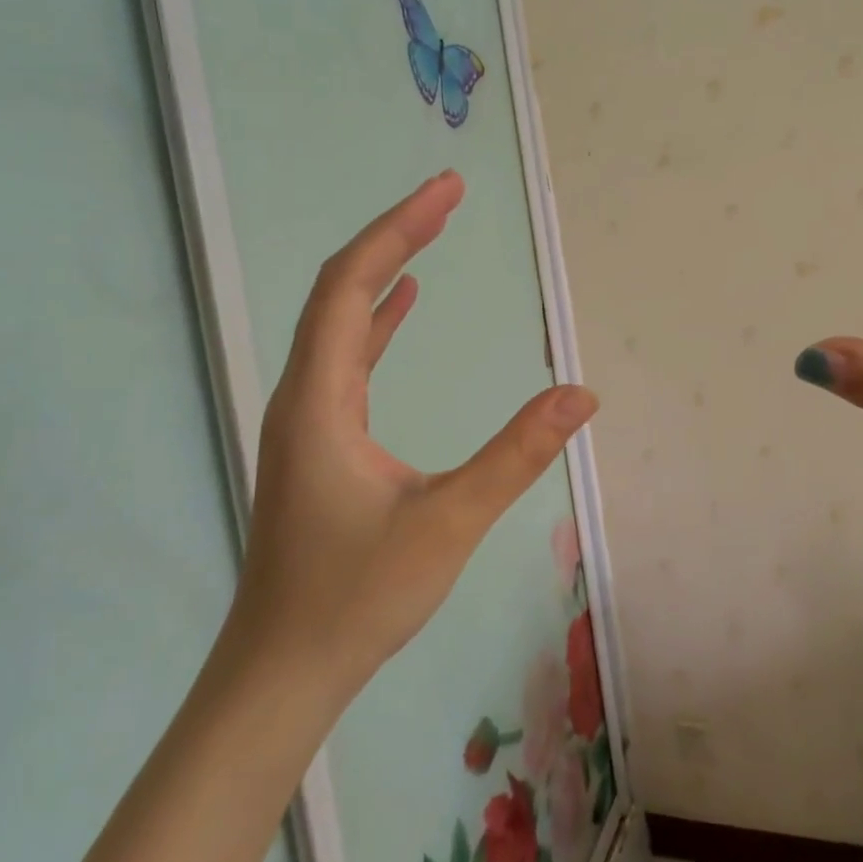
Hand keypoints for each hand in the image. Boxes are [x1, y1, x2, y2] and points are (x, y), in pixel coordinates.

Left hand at [230, 171, 597, 693]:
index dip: (398, 230)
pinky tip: (402, 304)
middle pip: (341, 290)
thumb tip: (581, 397)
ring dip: (385, 270)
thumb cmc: (356, 598)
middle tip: (448, 195)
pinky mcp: (319, 439)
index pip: (350, 287)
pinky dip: (376, 317)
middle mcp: (304, 394)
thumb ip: (515, 456)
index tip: (447, 191)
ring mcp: (307, 417)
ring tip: (431, 229)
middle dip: (395, 235)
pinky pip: (346, 356)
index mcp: (320, 400)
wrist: (281, 670)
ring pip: (340, 320)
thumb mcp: (447, 524)